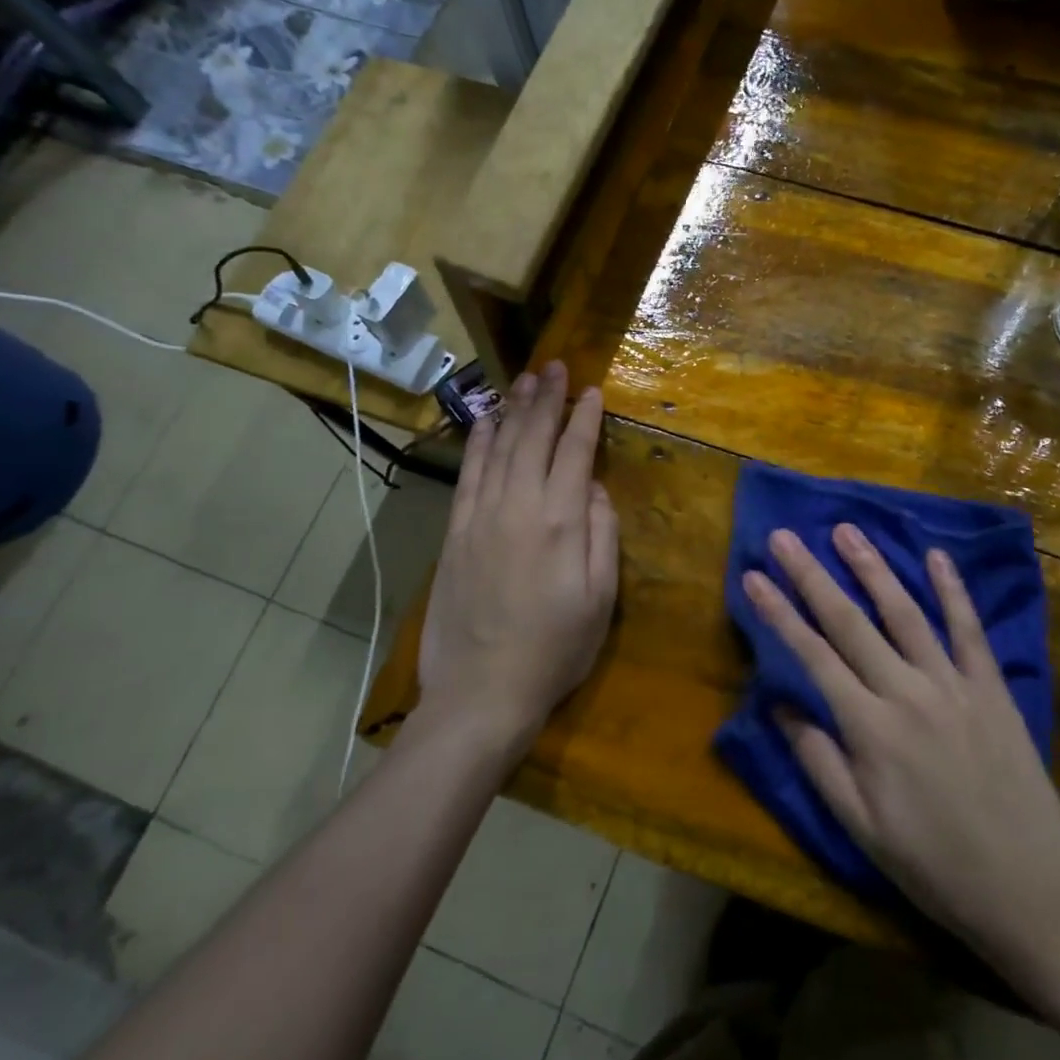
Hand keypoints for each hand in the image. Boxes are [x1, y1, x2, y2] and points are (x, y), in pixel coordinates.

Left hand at [417, 362, 618, 753]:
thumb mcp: (601, 601)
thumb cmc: (554, 651)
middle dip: (547, 400)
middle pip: (534, 439)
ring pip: (499, 448)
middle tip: (556, 368)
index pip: (575, 453)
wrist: (481, 692)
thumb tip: (597, 491)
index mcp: (561, 523)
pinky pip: (468, 474)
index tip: (592, 391)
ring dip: (513, 410)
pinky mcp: (455, 532)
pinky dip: (478, 443)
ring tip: (525, 380)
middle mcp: (519, 507)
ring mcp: (481, 517)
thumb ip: (603, 538)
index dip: (585, 418)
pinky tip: (486, 422)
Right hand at [744, 524, 1059, 969]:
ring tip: (847, 530)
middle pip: (849, 622)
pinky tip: (936, 557)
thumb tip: (776, 703)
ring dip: (872, 569)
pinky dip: (953, 590)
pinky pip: (969, 630)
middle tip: (786, 536)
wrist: (1031, 888)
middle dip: (812, 575)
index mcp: (869, 728)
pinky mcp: (991, 687)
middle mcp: (907, 691)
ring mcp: (953, 684)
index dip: (778, 612)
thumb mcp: (860, 827)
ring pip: (904, 613)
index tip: (753, 575)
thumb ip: (817, 759)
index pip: (811, 655)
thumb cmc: (934, 864)